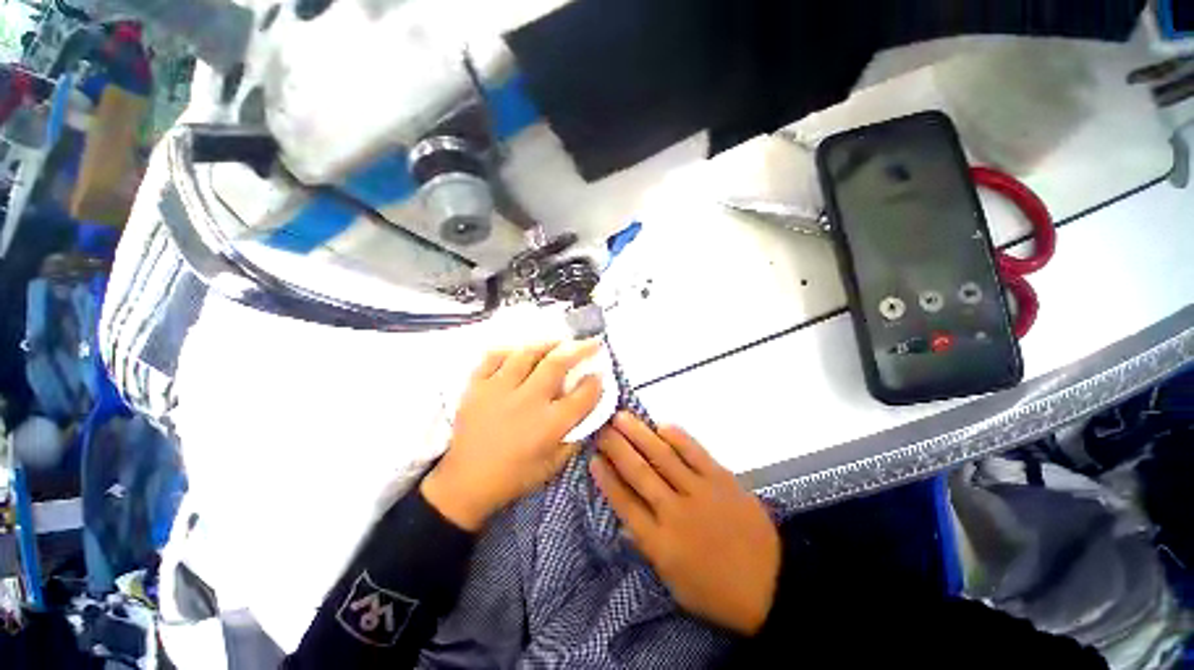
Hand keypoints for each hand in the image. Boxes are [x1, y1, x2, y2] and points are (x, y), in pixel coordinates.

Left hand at [421, 341, 602, 530]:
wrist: (465, 483)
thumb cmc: (514, 477)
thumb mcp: (554, 465)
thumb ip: (575, 437)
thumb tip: (589, 411)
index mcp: (549, 424)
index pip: (582, 395)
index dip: (595, 382)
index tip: (598, 374)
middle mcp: (527, 401)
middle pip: (557, 364)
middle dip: (579, 349)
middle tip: (591, 342)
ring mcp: (499, 390)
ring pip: (527, 354)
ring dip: (547, 344)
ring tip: (558, 342)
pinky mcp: (476, 386)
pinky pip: (494, 357)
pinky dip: (510, 350)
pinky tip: (520, 352)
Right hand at [590, 413, 780, 635]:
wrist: (774, 584)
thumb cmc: (717, 591)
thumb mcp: (674, 582)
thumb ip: (649, 546)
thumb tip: (627, 515)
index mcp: (661, 543)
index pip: (625, 503)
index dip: (606, 479)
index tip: (593, 458)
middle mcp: (675, 512)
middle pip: (639, 473)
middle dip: (617, 448)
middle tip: (602, 428)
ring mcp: (700, 491)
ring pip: (662, 456)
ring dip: (639, 434)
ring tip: (621, 417)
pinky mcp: (722, 478)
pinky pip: (695, 452)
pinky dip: (677, 436)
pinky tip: (661, 425)